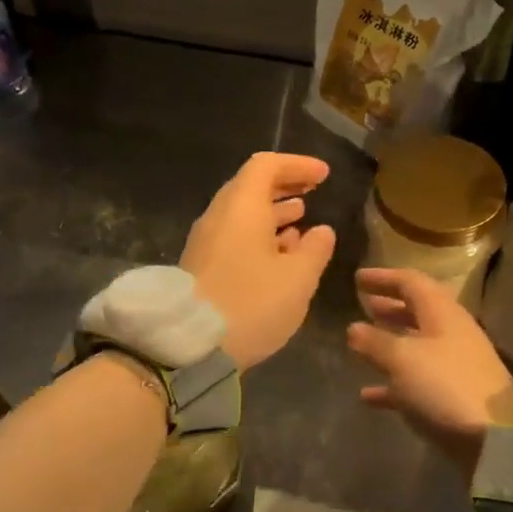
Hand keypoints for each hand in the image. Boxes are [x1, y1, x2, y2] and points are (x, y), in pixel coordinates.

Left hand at [180, 152, 336, 370]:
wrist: (189, 346)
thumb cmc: (251, 304)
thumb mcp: (298, 278)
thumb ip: (315, 249)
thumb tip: (321, 231)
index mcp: (242, 207)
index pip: (266, 165)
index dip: (297, 165)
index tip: (323, 175)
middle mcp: (219, 216)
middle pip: (251, 186)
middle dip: (285, 186)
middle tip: (314, 191)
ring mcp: (206, 241)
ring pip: (243, 213)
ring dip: (273, 212)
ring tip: (302, 219)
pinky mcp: (202, 265)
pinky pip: (235, 236)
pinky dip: (260, 234)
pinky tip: (280, 253)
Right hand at [346, 267, 512, 470]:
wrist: (493, 440)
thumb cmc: (443, 386)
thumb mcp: (402, 360)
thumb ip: (375, 342)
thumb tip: (354, 328)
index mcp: (443, 314)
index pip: (412, 282)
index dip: (384, 277)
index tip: (358, 278)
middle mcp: (452, 333)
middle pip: (418, 311)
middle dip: (390, 306)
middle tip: (364, 304)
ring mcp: (456, 365)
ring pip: (418, 345)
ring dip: (390, 341)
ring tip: (362, 344)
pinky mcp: (455, 395)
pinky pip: (418, 380)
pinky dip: (394, 381)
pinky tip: (368, 395)